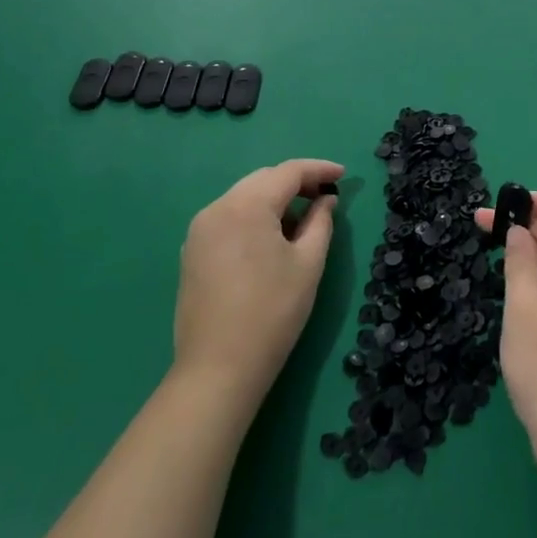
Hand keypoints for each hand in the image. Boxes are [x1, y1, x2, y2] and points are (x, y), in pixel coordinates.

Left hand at [173, 159, 342, 408]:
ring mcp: (200, 230)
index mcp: (246, 205)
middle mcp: (217, 208)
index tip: (344, 175)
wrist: (218, 368)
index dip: (319, 169)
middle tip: (326, 197)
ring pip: (244, 197)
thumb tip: (325, 200)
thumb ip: (320, 222)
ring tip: (302, 220)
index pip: (288, 172)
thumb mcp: (308, 263)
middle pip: (263, 180)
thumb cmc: (272, 312)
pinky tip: (272, 238)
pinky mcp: (192, 251)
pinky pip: (229, 217)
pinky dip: (254, 216)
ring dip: (274, 200)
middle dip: (296, 182)